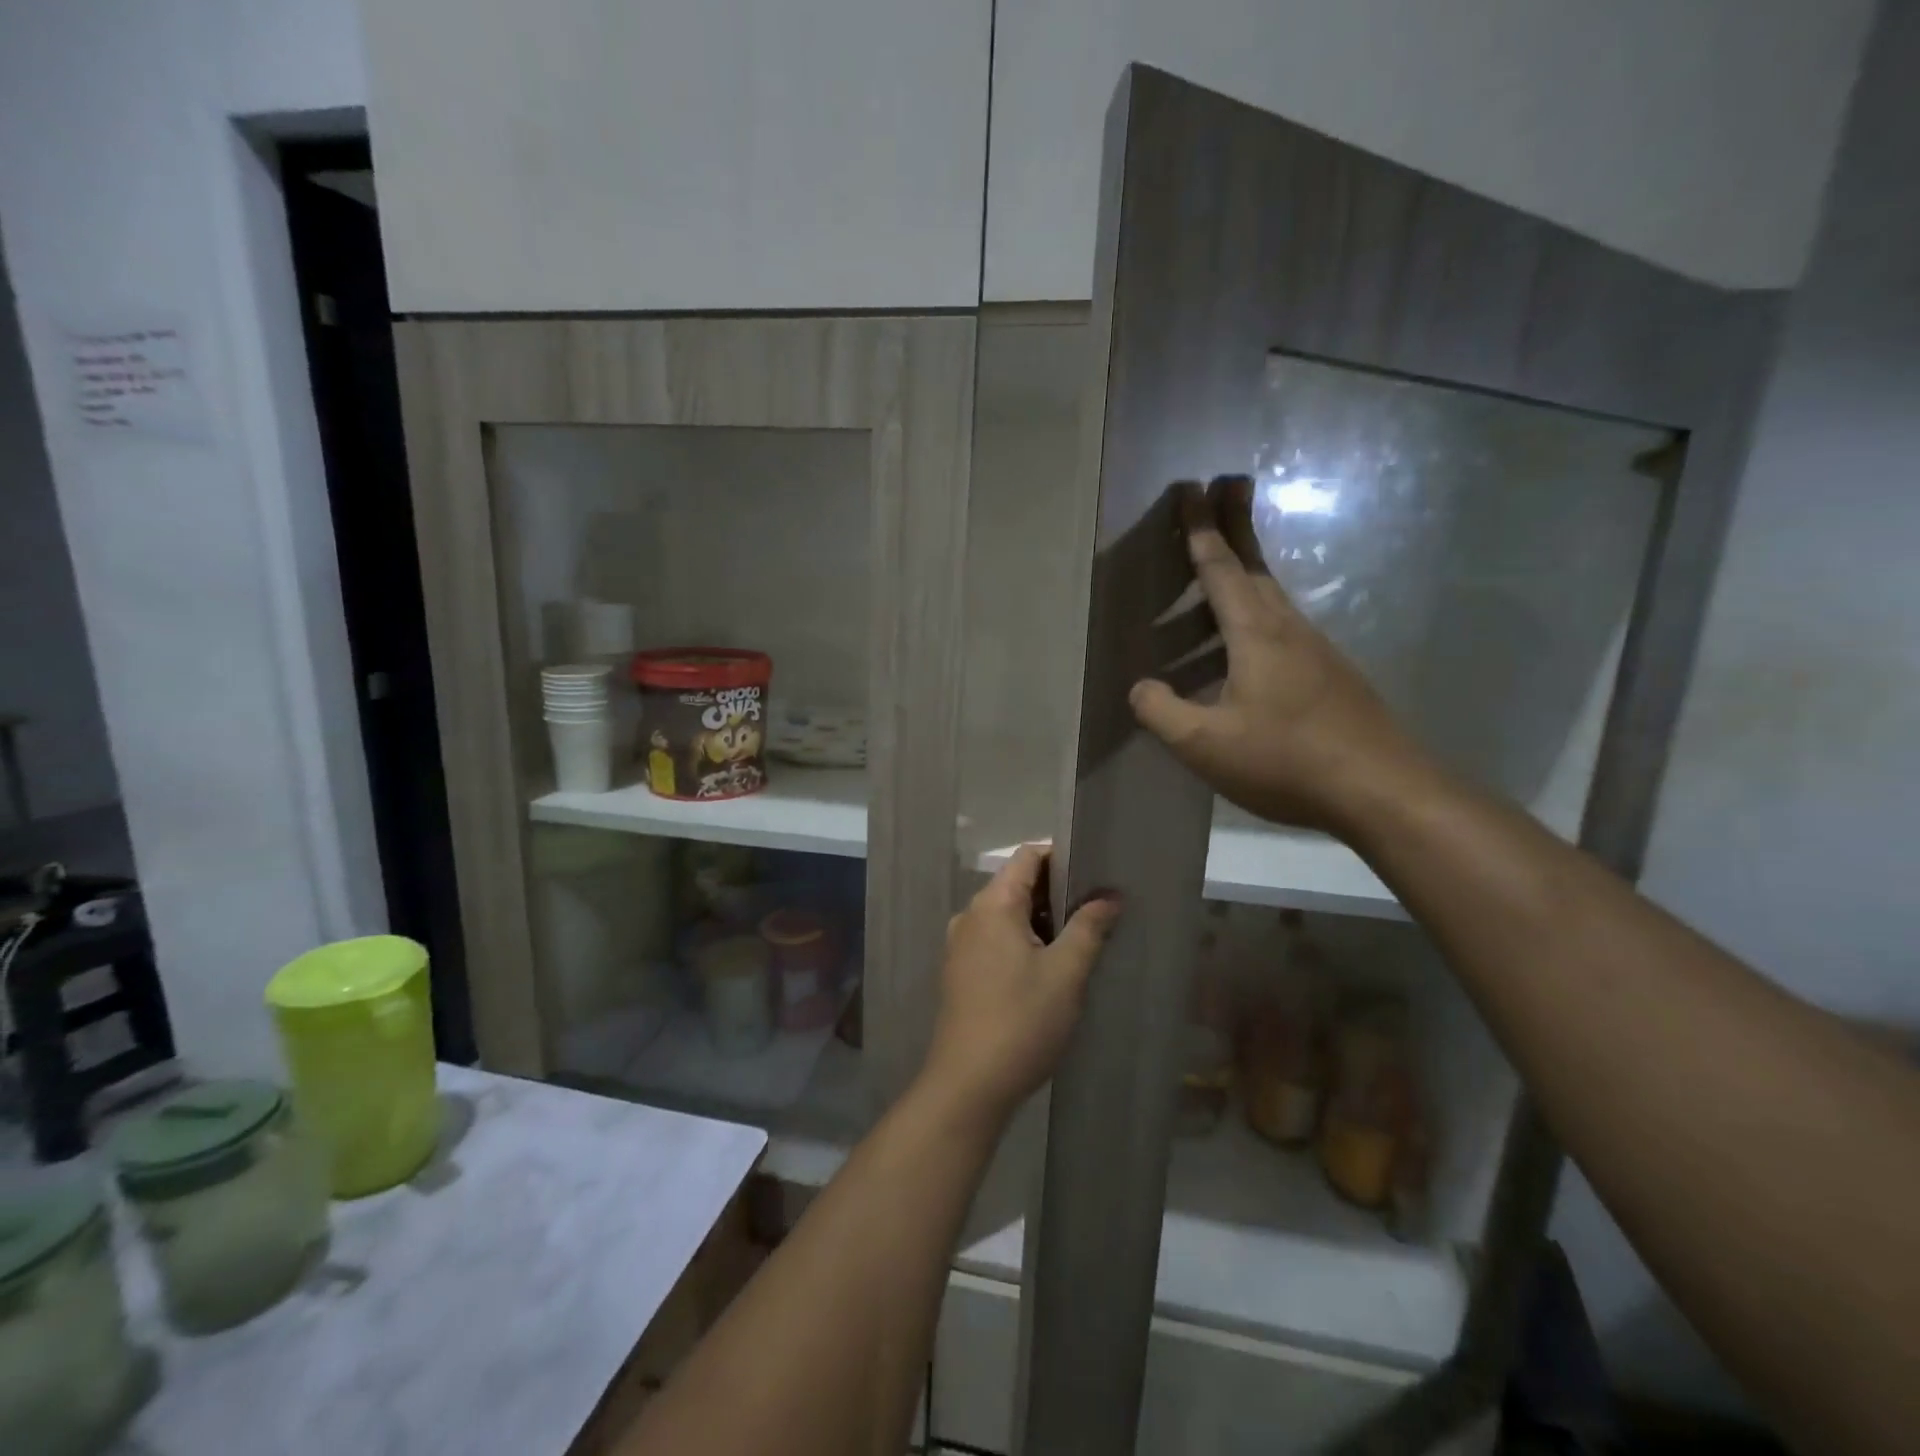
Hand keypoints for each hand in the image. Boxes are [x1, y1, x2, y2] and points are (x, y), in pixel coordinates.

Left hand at [918, 845, 1120, 1128]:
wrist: (968, 1085)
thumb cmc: (1021, 1020)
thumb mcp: (1066, 972)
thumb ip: (1089, 927)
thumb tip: (1110, 896)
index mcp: (992, 904)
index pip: (1027, 857)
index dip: (1062, 857)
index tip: (1096, 873)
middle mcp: (971, 915)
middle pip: (1017, 884)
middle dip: (1058, 893)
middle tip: (1100, 909)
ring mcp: (961, 945)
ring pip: (1008, 915)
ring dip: (1044, 921)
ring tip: (1083, 939)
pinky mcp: (962, 972)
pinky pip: (997, 939)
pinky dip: (1025, 941)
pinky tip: (1052, 968)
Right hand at [1128, 477, 1431, 833]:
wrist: (1381, 790)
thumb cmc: (1286, 760)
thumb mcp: (1205, 743)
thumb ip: (1162, 712)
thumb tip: (1140, 687)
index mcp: (1255, 635)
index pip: (1219, 568)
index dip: (1201, 529)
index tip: (1191, 487)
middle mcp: (1288, 630)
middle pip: (1254, 567)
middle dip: (1236, 524)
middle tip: (1226, 483)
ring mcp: (1316, 651)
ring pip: (1272, 596)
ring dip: (1248, 567)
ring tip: (1227, 559)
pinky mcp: (1330, 676)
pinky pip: (1283, 627)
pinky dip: (1259, 611)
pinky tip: (1249, 640)